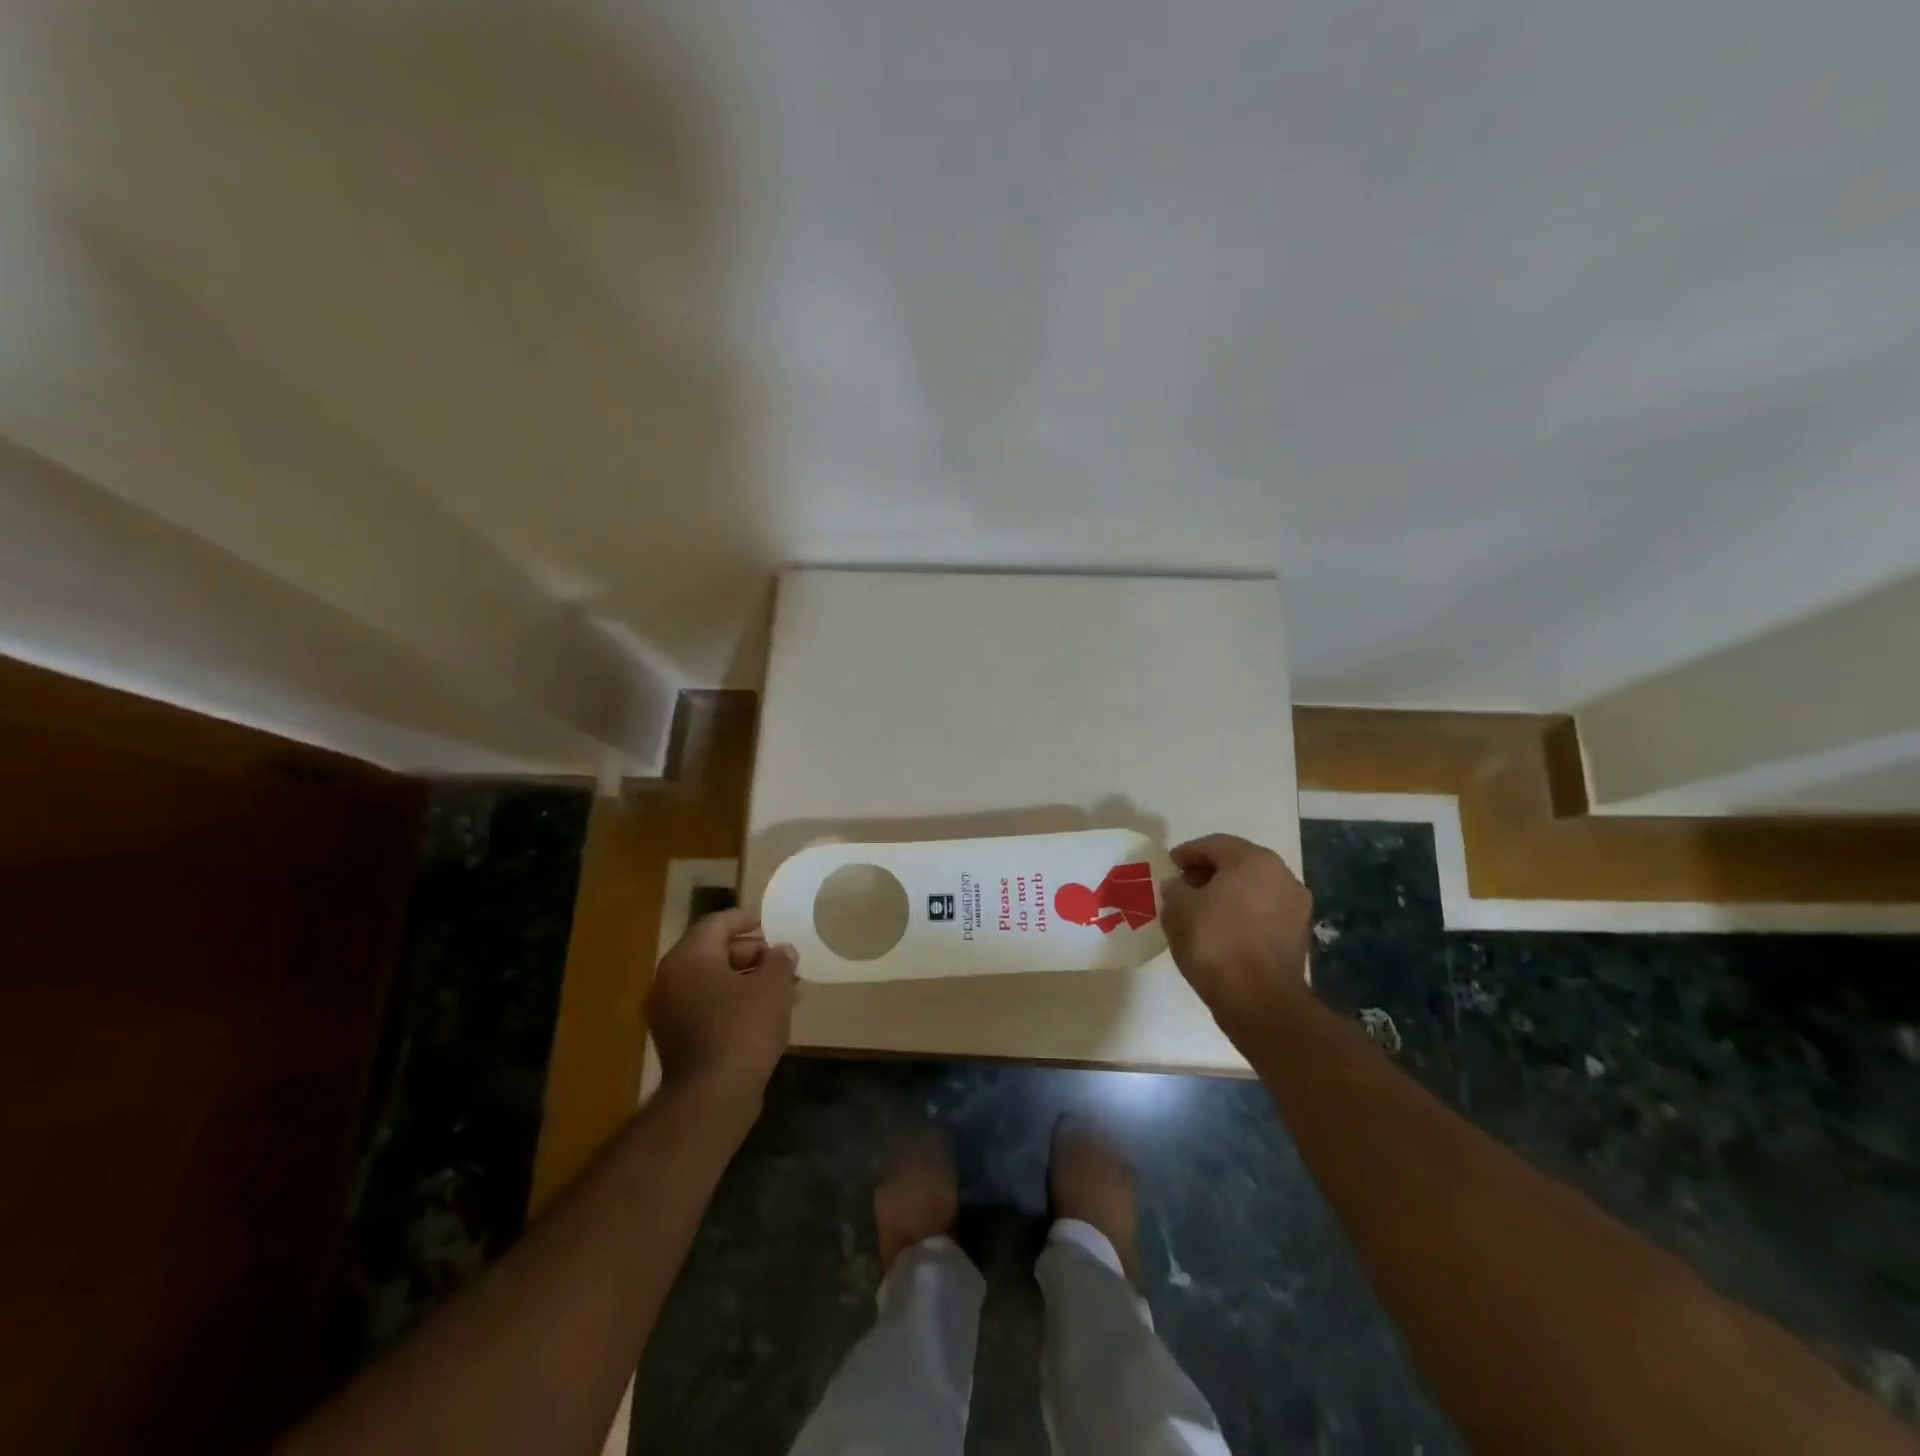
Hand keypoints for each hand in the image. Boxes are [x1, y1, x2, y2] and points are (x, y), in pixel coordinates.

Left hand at [646, 907, 798, 1104]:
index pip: (716, 924)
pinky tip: (768, 1014)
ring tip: (786, 988)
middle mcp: (670, 981)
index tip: (768, 921)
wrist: (712, 1097)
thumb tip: (782, 951)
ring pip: (714, 984)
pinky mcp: (677, 1041)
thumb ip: (780, 960)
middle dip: (753, 955)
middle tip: (783, 960)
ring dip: (749, 981)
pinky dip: (735, 1004)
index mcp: (688, 958)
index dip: (744, 919)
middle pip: (714, 953)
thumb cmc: (743, 1028)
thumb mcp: (773, 986)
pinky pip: (709, 1008)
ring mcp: (669, 1013)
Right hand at [1160, 833, 1313, 1041]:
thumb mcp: (1177, 910)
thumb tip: (1179, 886)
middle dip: (1208, 872)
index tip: (1169, 866)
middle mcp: (1281, 874)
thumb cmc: (1214, 943)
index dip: (1186, 853)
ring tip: (1201, 911)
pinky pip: (1264, 911)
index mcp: (1253, 859)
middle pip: (1237, 863)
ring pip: (1253, 887)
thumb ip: (1174, 889)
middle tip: (1183, 887)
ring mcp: (1296, 904)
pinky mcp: (1299, 933)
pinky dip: (1243, 913)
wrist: (1260, 1001)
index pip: (1213, 845)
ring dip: (1227, 893)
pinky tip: (1223, 930)